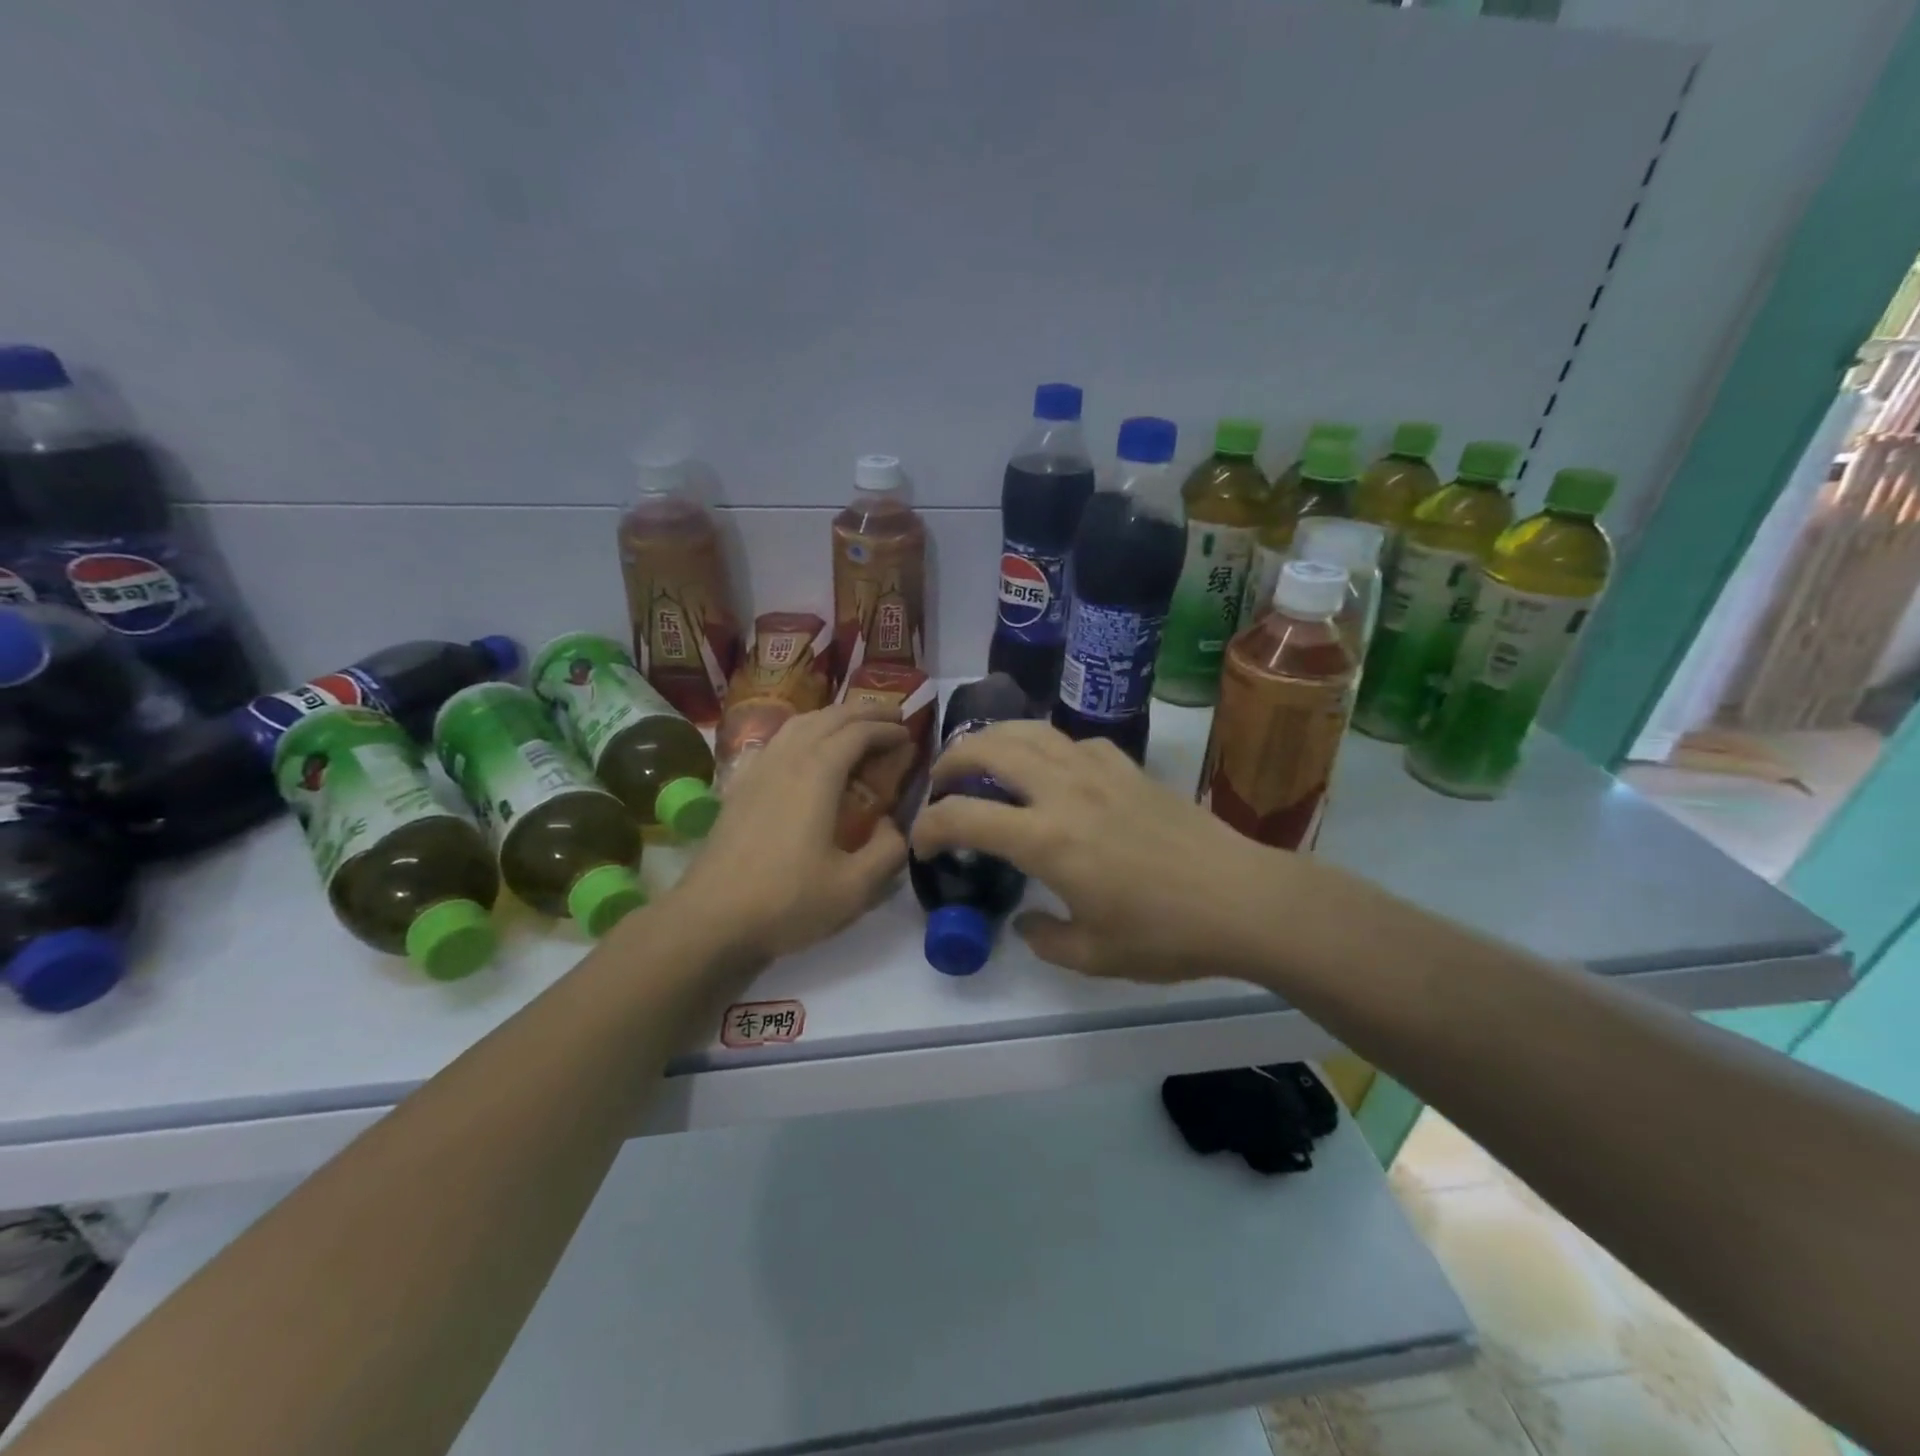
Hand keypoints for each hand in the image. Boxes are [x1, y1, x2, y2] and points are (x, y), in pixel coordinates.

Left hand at [671, 702, 908, 963]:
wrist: (711, 920)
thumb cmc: (787, 902)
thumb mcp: (854, 887)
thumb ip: (888, 851)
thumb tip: (895, 826)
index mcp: (817, 774)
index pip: (858, 733)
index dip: (886, 728)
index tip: (909, 732)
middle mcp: (786, 760)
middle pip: (828, 718)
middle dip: (863, 711)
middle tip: (892, 715)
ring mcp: (757, 770)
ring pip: (798, 724)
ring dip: (831, 717)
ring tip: (854, 726)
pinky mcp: (739, 787)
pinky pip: (775, 742)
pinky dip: (801, 733)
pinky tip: (803, 751)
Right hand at [910, 722, 1294, 983]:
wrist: (1242, 899)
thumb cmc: (1165, 935)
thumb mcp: (1094, 956)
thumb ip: (1045, 939)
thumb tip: (1026, 922)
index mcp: (1047, 840)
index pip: (964, 816)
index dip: (930, 827)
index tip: (923, 844)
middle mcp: (1064, 792)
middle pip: (989, 749)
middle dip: (951, 760)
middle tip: (941, 784)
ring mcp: (1099, 771)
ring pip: (1031, 731)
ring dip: (994, 739)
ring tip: (982, 758)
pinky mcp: (1128, 767)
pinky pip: (1074, 741)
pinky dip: (1048, 748)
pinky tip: (1053, 770)